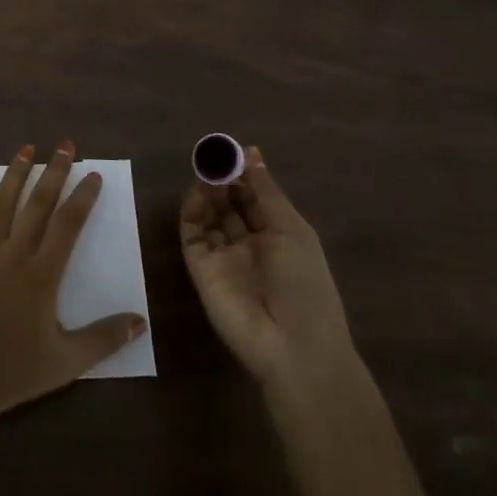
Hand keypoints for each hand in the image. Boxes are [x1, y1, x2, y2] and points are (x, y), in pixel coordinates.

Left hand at [0, 142, 146, 431]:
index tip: (92, 175)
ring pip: (0, 204)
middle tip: (65, 145)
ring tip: (26, 148)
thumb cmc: (12, 374)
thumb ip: (104, 339)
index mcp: (42, 275)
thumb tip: (140, 321)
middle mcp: (13, 254)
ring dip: (15, 173)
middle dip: (53, 172)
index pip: (68, 225)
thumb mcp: (67, 363)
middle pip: (38, 205)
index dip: (83, 198)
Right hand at [180, 146, 352, 389]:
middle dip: (223, 179)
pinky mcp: (201, 269)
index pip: (256, 198)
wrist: (291, 345)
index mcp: (278, 236)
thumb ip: (266, 191)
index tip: (232, 150)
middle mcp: (249, 244)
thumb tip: (251, 151)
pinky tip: (198, 194)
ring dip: (208, 192)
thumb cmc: (304, 284)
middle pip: (230, 205)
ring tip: (206, 170)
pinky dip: (192, 212)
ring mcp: (224, 257)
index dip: (245, 174)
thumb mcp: (291, 230)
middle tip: (213, 156)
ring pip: (210, 216)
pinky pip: (193, 235)